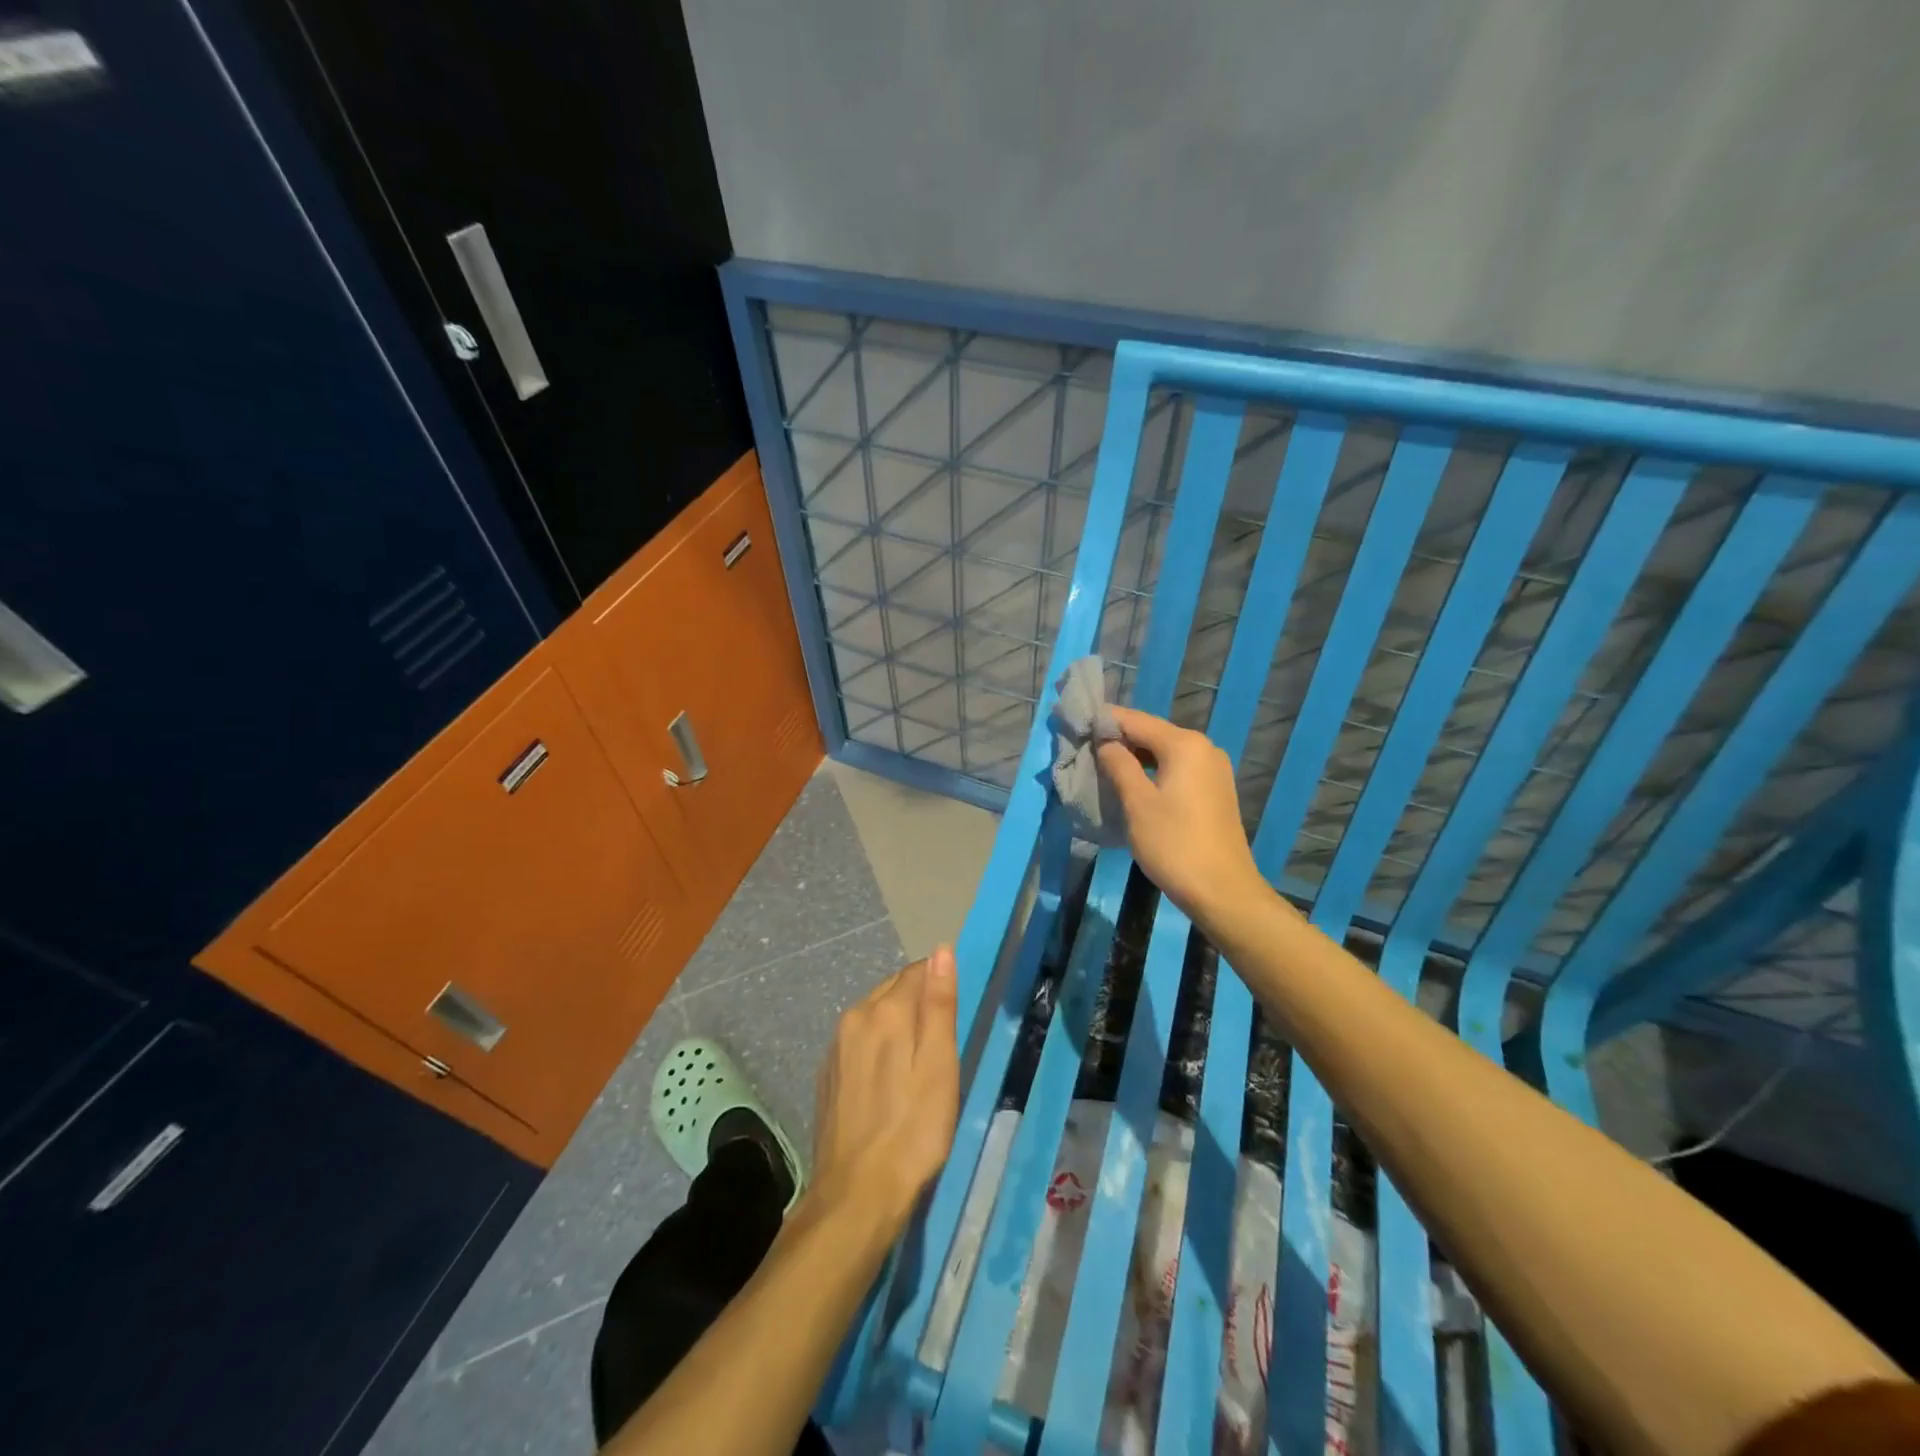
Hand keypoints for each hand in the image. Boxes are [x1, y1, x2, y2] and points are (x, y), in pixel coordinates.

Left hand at [809, 946, 959, 1234]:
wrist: (856, 1196)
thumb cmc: (913, 1130)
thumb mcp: (939, 1066)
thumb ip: (939, 1004)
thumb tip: (942, 950)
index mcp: (884, 1011)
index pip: (917, 972)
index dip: (939, 986)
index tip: (954, 1015)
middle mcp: (854, 1018)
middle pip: (893, 990)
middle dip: (917, 1003)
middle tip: (941, 1044)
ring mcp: (835, 1047)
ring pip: (874, 1015)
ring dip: (897, 1025)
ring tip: (917, 1063)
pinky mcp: (827, 1074)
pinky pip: (858, 1041)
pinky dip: (877, 1047)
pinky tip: (888, 1082)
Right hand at [1096, 706, 1264, 924]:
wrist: (1223, 890)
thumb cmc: (1174, 844)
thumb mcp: (1137, 803)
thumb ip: (1118, 764)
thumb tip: (1105, 742)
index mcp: (1184, 744)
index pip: (1135, 720)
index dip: (1103, 721)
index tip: (1075, 725)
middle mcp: (1203, 747)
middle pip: (1152, 732)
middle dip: (1118, 739)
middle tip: (1084, 748)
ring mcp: (1213, 768)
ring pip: (1164, 751)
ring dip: (1134, 756)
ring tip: (1102, 766)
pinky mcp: (1215, 789)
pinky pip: (1177, 767)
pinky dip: (1153, 770)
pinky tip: (1133, 783)